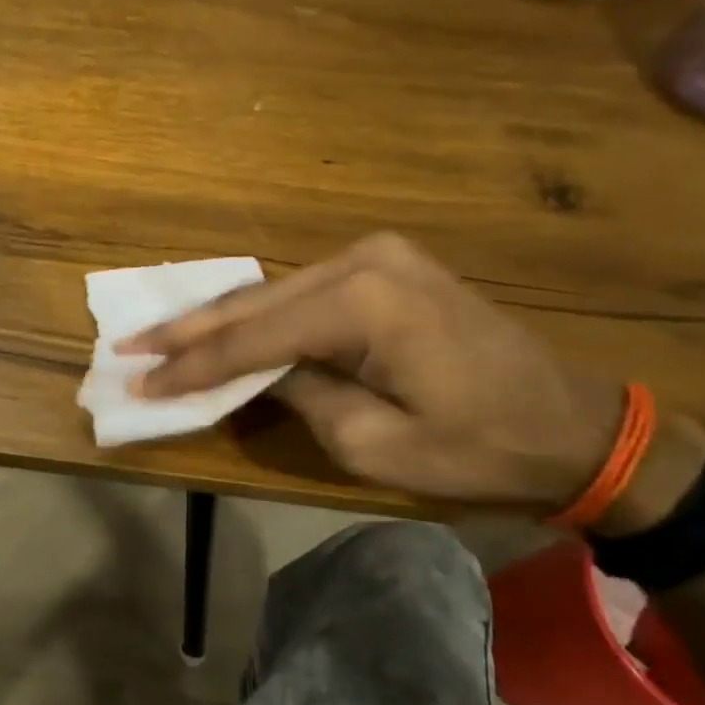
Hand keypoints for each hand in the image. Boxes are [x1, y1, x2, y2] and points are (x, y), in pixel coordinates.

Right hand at [123, 233, 623, 508]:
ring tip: (159, 340)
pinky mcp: (385, 265)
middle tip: (127, 345)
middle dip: (187, 332)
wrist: (577, 426)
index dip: (190, 366)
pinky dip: (257, 314)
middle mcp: (363, 262)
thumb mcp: (374, 444)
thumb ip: (298, 396)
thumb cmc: (480, 448)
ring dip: (216, 321)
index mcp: (364, 305)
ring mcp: (376, 256)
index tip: (139, 382)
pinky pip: (300, 291)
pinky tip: (219, 326)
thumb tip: (250, 373)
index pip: (252, 339)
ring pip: (271, 292)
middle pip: (252, 302)